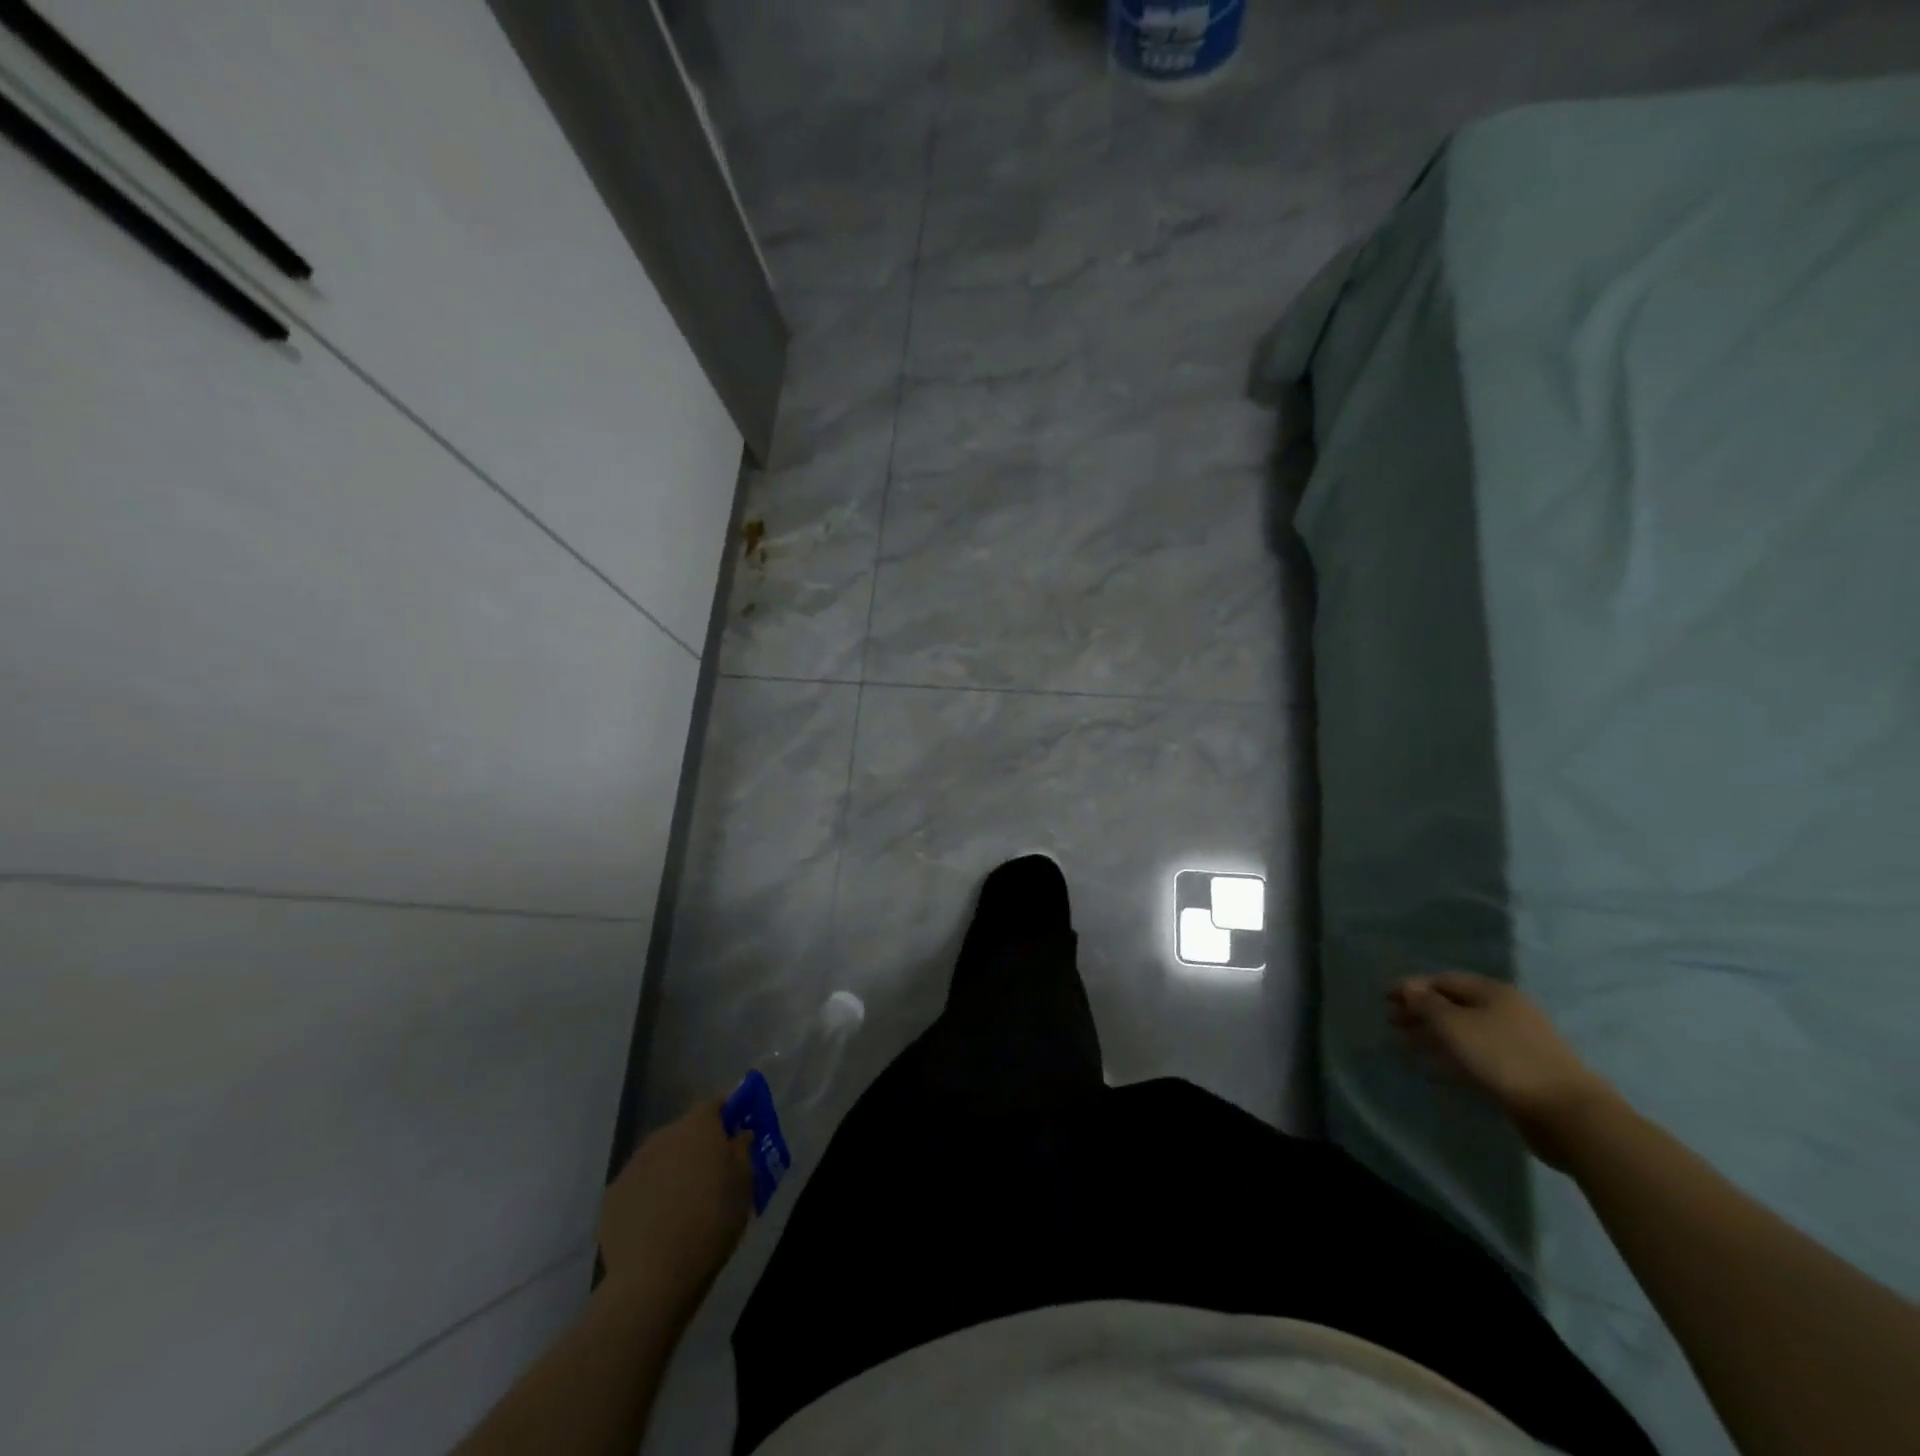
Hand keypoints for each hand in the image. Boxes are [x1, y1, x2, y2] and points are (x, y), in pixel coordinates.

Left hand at [599, 1100, 752, 1307]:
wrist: (655, 1275)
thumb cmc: (712, 1220)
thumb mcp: (744, 1183)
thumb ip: (742, 1150)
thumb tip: (738, 1134)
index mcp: (698, 1126)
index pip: (715, 1105)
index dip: (726, 1115)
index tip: (735, 1131)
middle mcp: (663, 1135)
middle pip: (685, 1132)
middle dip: (697, 1147)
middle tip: (712, 1174)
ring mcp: (633, 1164)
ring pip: (660, 1158)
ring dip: (672, 1170)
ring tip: (683, 1203)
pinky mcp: (612, 1196)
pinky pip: (638, 1186)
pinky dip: (649, 1195)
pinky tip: (657, 1223)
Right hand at [1387, 973, 1618, 1168]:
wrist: (1567, 1113)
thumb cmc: (1503, 1058)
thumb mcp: (1454, 1025)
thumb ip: (1426, 1004)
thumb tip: (1408, 988)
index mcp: (1493, 992)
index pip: (1443, 980)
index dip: (1412, 987)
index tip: (1385, 999)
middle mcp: (1506, 1011)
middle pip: (1454, 1005)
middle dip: (1421, 1011)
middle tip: (1392, 1022)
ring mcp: (1517, 1042)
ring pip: (1464, 1031)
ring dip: (1434, 1034)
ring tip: (1407, 1043)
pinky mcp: (1521, 1071)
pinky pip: (1477, 1054)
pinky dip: (1453, 1055)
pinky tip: (1437, 1067)